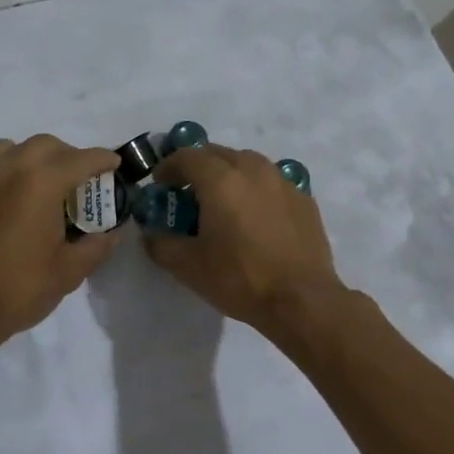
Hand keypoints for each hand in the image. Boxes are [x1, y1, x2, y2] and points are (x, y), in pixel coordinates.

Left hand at [0, 135, 120, 355]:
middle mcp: (9, 169)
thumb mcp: (67, 273)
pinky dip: (11, 172)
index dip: (102, 159)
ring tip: (47, 184)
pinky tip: (16, 202)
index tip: (115, 164)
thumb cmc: (16, 290)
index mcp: (41, 183)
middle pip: (46, 145)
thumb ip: (95, 248)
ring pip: (13, 149)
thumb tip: (111, 234)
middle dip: (70, 156)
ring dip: (36, 157)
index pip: (80, 159)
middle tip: (83, 180)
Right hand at [143, 145, 346, 339]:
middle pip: (218, 154)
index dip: (168, 167)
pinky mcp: (304, 199)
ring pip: (248, 164)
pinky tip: (254, 216)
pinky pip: (271, 183)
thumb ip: (161, 244)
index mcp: (221, 179)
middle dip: (198, 167)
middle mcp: (253, 170)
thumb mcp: (188, 267)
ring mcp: (283, 182)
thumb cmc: (240, 278)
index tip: (160, 184)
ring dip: (228, 174)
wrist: (302, 300)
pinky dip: (255, 190)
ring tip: (221, 201)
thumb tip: (150, 234)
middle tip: (187, 192)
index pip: (187, 156)